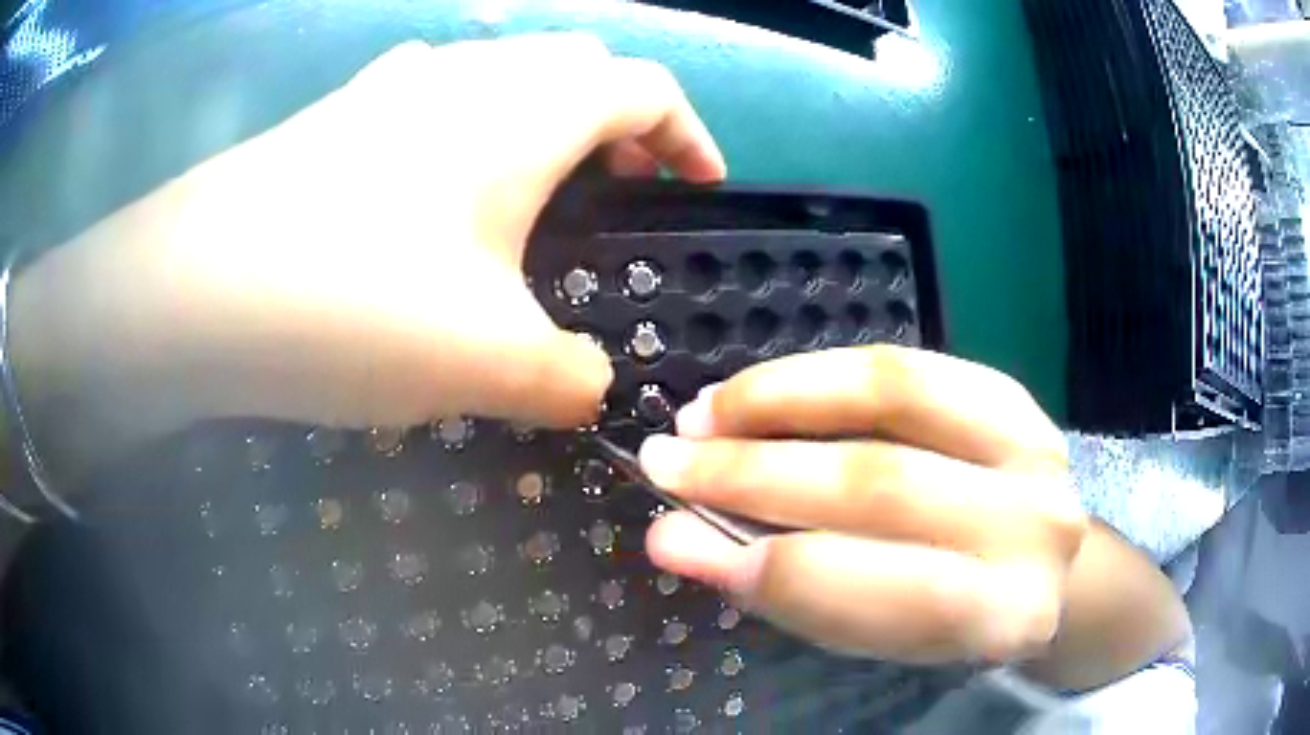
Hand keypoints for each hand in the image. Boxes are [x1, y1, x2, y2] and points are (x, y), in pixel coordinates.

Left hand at [13, 34, 725, 448]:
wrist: (193, 290)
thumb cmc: (353, 304)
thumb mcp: (489, 363)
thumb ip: (569, 379)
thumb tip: (588, 390)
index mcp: (530, 106)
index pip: (649, 89)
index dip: (690, 135)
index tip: (700, 187)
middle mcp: (470, 73)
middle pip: (578, 71)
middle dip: (618, 126)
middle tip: (621, 193)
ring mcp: (395, 86)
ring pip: (502, 79)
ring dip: (538, 125)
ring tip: (535, 197)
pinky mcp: (340, 118)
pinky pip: (430, 102)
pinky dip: (462, 134)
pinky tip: (438, 193)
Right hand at [638, 346, 1086, 664]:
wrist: (1032, 562)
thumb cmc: (949, 615)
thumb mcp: (877, 633)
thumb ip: (789, 593)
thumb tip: (674, 538)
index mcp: (1007, 614)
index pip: (890, 593)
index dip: (778, 570)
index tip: (679, 538)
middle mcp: (1034, 524)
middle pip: (884, 485)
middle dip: (754, 473)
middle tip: (666, 461)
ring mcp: (1032, 443)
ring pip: (895, 395)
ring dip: (781, 398)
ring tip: (705, 412)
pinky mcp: (1012, 393)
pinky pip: (906, 364)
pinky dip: (823, 373)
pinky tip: (764, 390)